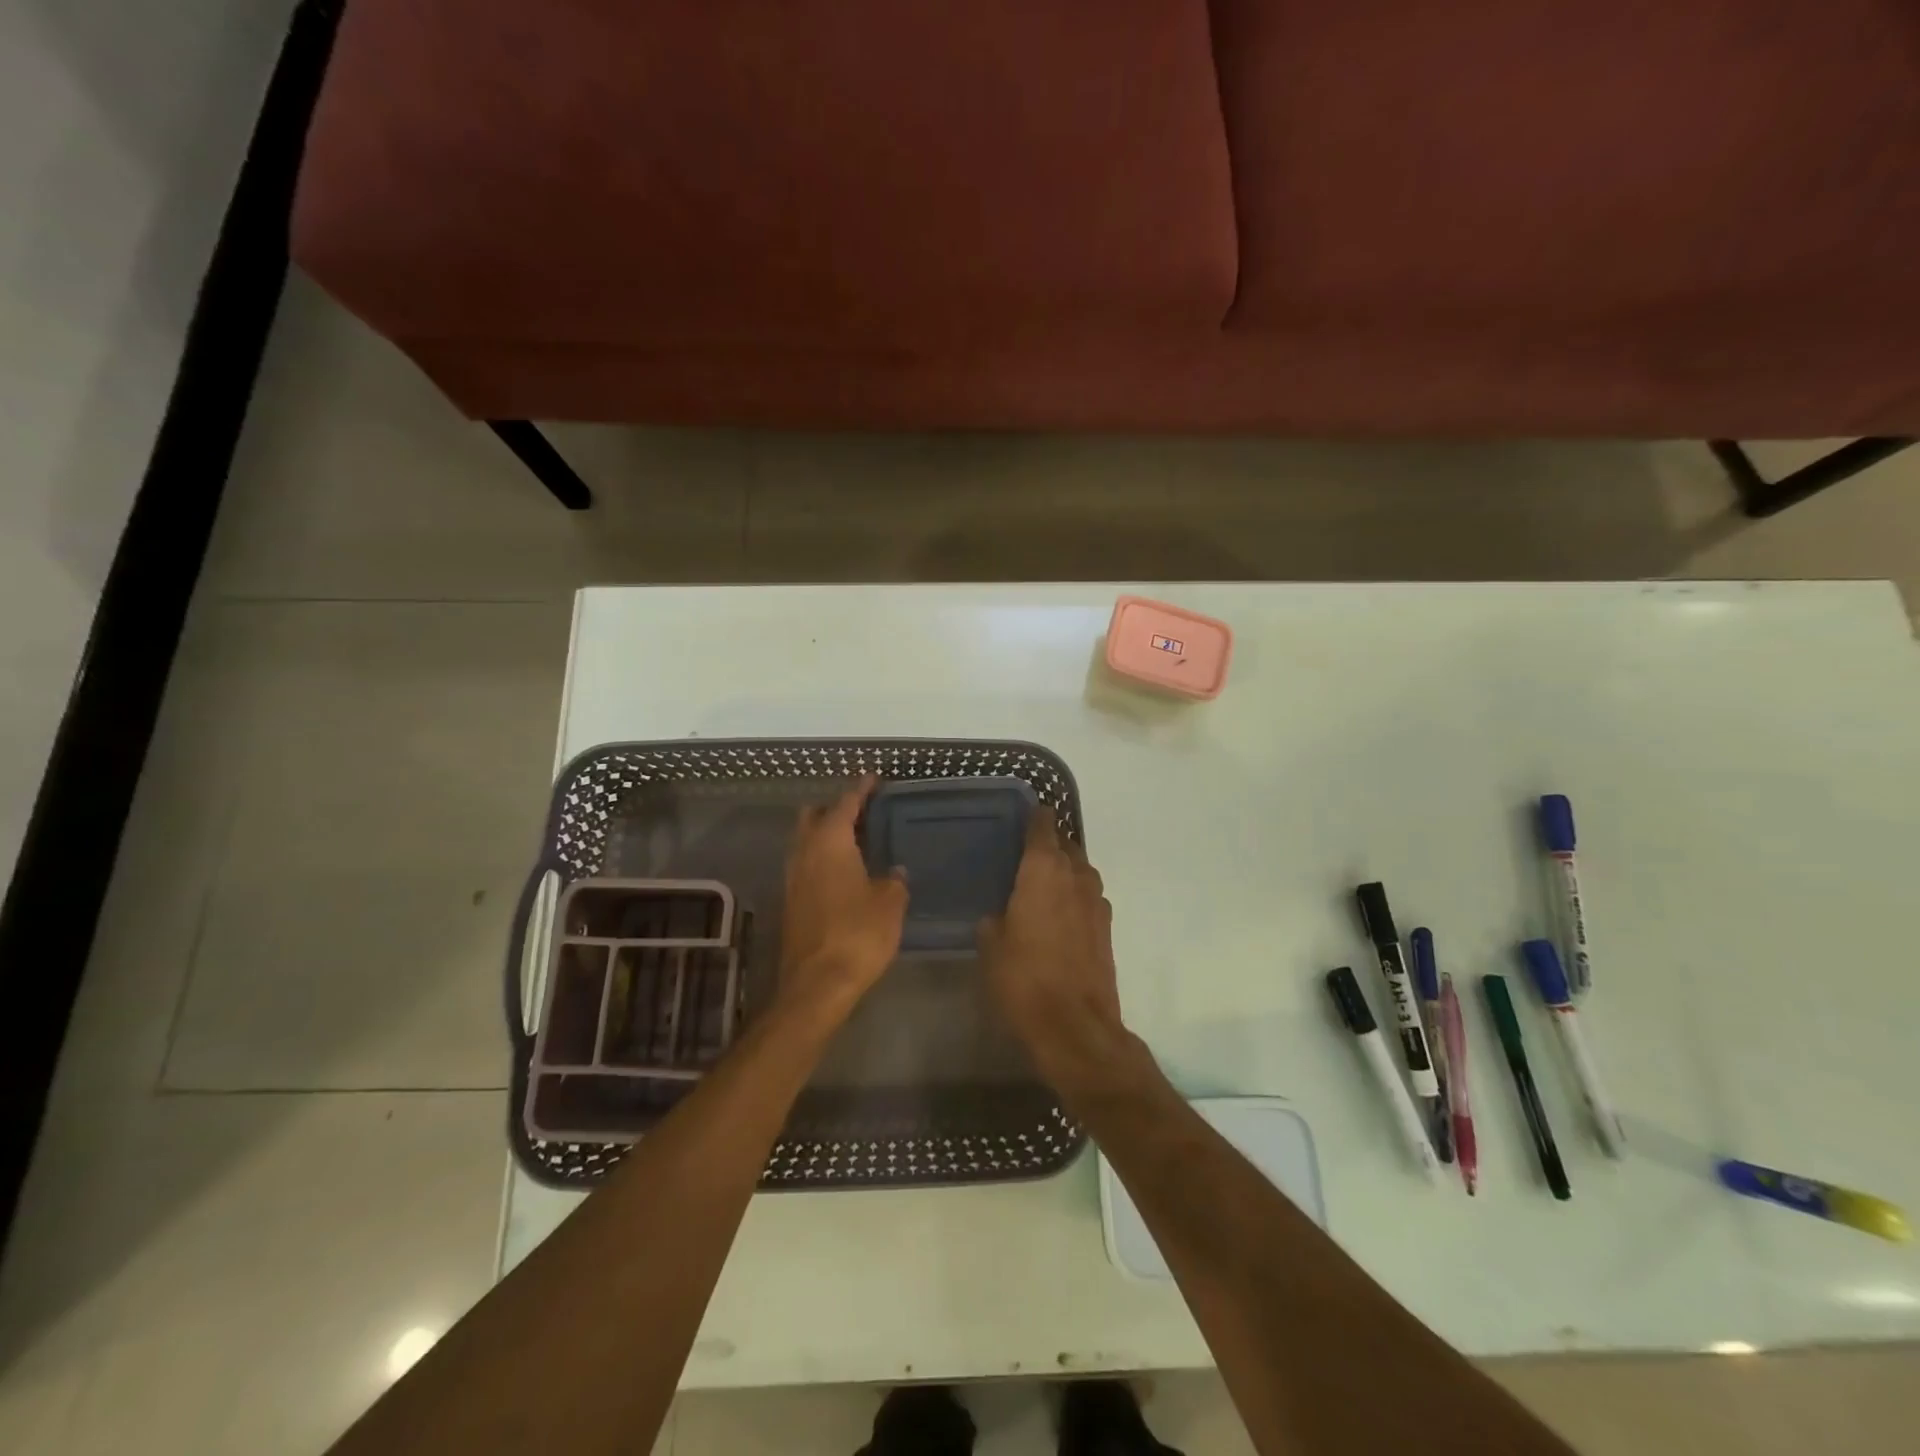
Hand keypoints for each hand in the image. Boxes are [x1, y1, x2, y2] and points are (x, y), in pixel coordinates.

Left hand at [778, 777, 908, 1020]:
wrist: (817, 983)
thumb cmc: (858, 934)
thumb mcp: (890, 904)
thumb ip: (894, 881)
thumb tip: (895, 872)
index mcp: (830, 843)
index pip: (845, 804)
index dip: (860, 789)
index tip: (872, 778)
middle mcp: (805, 852)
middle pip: (814, 817)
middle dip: (834, 808)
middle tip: (861, 810)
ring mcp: (793, 878)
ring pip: (805, 841)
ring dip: (824, 834)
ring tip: (854, 840)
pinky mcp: (791, 902)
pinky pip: (805, 865)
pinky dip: (821, 858)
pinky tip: (842, 872)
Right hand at [979, 806, 1126, 1079]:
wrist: (1075, 1026)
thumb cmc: (1023, 978)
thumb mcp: (990, 944)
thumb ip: (994, 917)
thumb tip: (1000, 913)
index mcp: (1043, 869)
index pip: (1042, 824)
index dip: (1032, 817)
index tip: (1019, 817)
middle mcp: (1075, 875)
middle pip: (1064, 844)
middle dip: (1047, 845)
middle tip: (1021, 856)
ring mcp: (1097, 900)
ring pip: (1079, 870)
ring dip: (1062, 871)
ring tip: (1038, 886)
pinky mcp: (1107, 926)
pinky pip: (1087, 896)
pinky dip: (1073, 896)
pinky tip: (1056, 916)